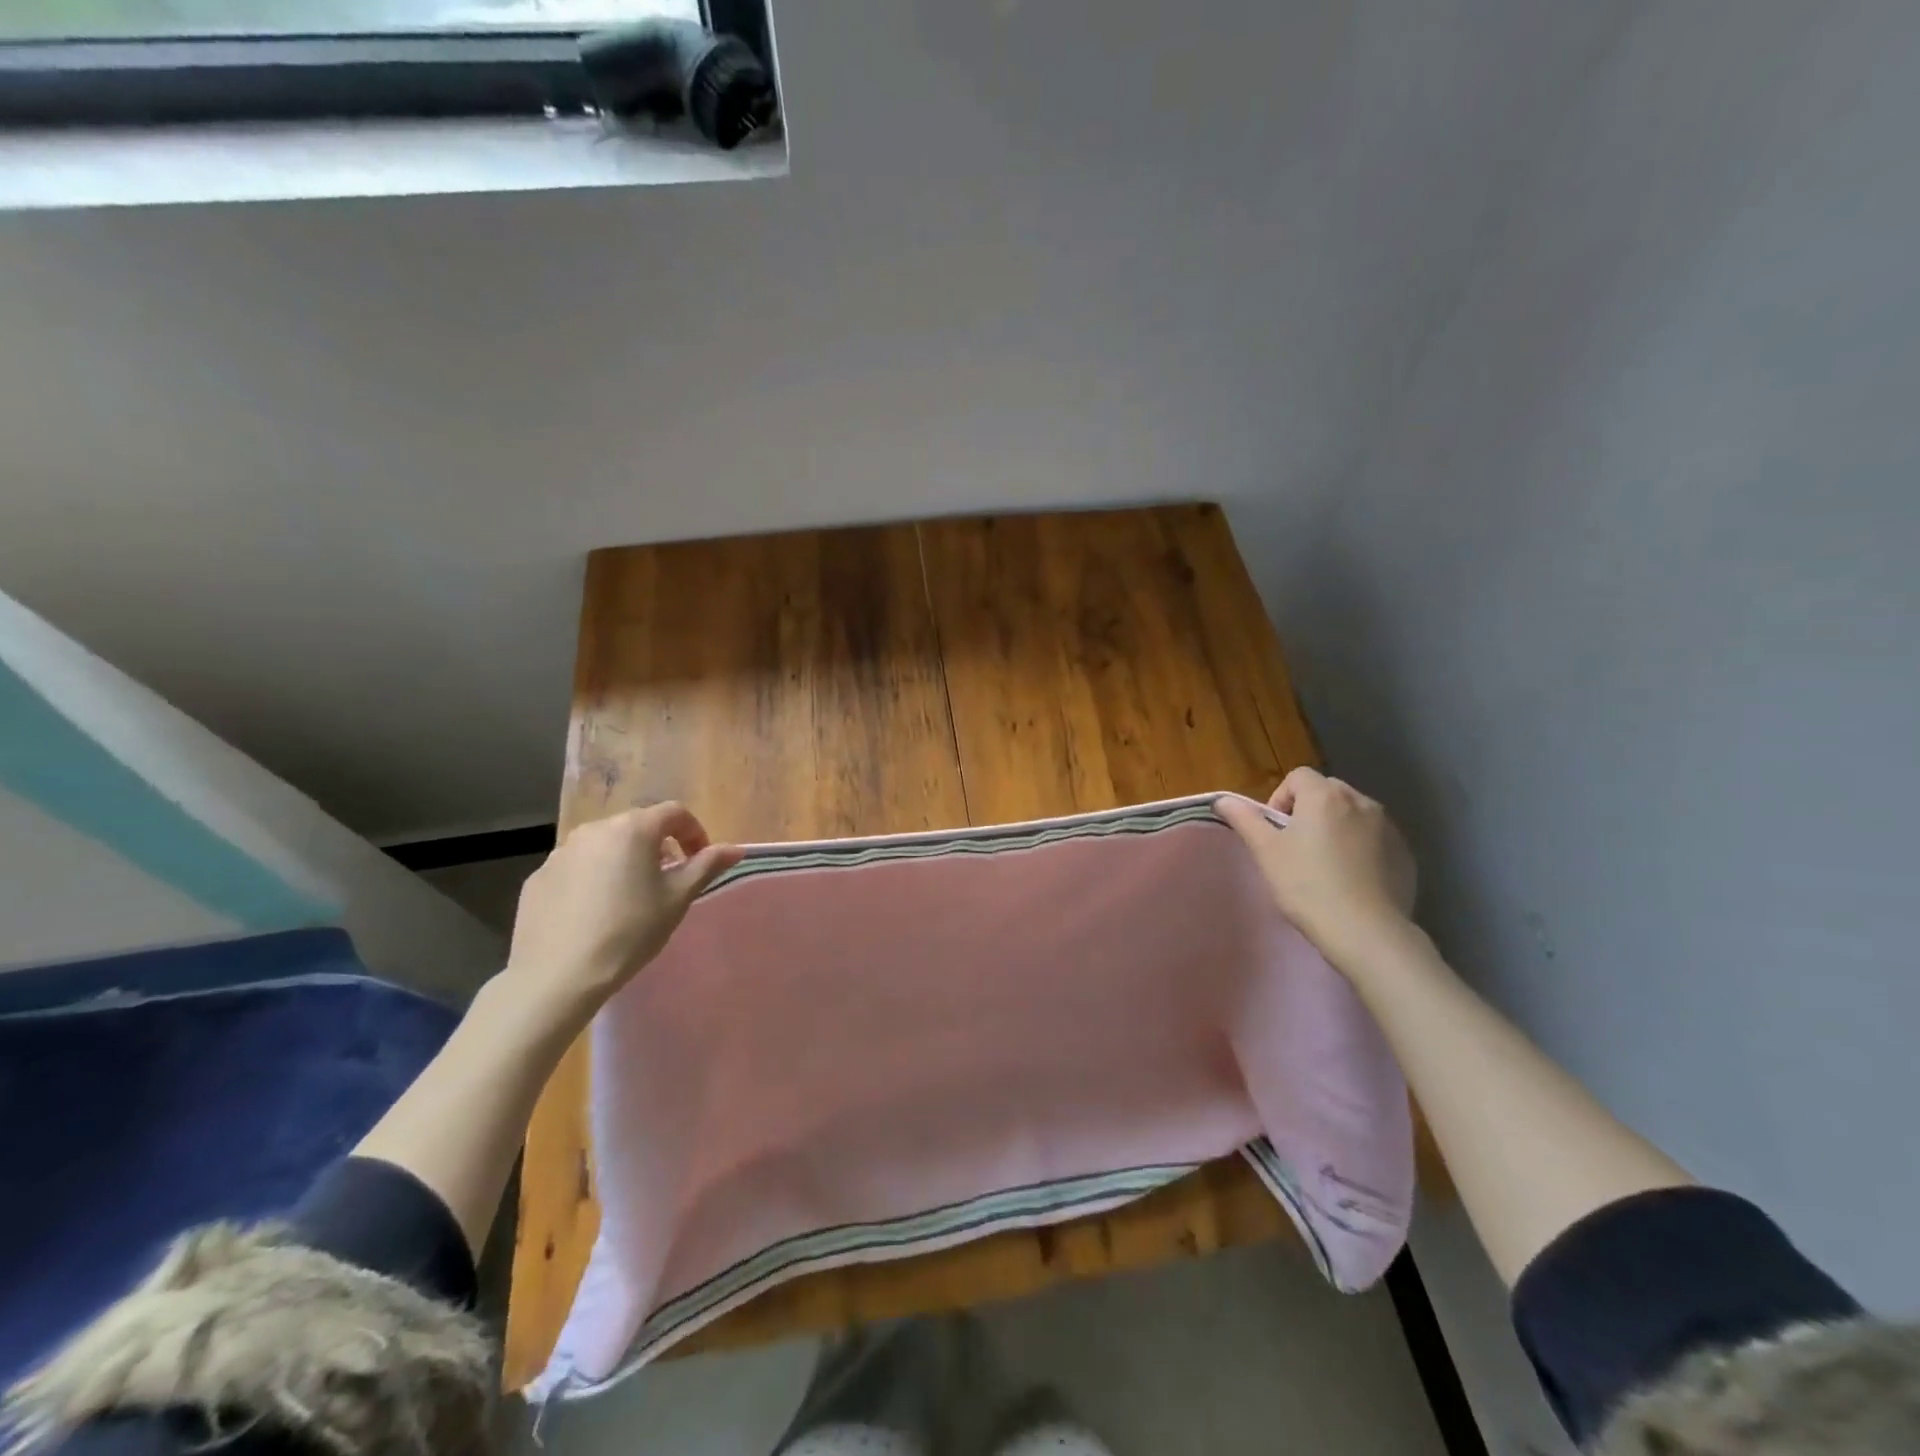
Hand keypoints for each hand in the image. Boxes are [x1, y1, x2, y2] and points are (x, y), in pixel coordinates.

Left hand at [499, 802, 742, 1023]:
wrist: (557, 975)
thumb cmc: (630, 931)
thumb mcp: (677, 898)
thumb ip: (707, 866)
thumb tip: (735, 849)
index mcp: (633, 829)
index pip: (674, 813)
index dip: (694, 832)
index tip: (700, 861)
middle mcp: (595, 829)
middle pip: (637, 826)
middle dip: (659, 846)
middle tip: (668, 880)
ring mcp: (561, 852)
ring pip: (605, 846)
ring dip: (624, 860)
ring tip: (631, 897)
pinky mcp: (538, 877)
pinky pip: (576, 867)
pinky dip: (593, 878)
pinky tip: (595, 912)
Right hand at [1216, 768, 1416, 963]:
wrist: (1366, 932)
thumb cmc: (1307, 886)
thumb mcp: (1266, 852)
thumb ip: (1244, 819)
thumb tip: (1223, 799)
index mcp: (1325, 796)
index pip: (1298, 777)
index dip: (1281, 799)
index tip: (1276, 832)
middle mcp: (1360, 802)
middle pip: (1327, 791)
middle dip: (1309, 811)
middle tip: (1297, 848)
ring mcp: (1388, 827)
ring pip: (1353, 814)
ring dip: (1337, 828)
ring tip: (1326, 865)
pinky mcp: (1405, 853)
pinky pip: (1375, 838)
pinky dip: (1361, 848)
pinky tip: (1352, 879)